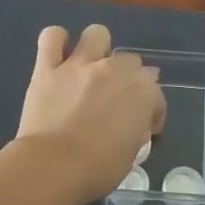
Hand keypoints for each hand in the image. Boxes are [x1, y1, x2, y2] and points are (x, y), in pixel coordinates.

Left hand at [16, 24, 164, 203]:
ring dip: (98, 48)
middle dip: (128, 78)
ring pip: (97, 35)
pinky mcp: (48, 68)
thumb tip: (133, 124)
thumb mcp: (131, 155)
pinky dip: (57, 42)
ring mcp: (80, 65)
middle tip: (116, 100)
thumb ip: (136, 130)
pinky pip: (52, 38)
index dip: (152, 113)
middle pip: (130, 61)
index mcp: (142, 92)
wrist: (52, 167)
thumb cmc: (97, 170)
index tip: (144, 128)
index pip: (156, 95)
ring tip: (91, 68)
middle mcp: (115, 70)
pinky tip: (58, 56)